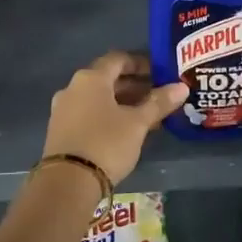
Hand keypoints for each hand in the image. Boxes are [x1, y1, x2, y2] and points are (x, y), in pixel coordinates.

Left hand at [42, 52, 186, 185]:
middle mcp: (73, 88)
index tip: (160, 73)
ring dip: (122, 103)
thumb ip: (159, 103)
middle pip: (107, 79)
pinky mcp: (60, 130)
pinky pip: (89, 114)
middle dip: (134, 86)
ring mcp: (63, 110)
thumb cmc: (106, 143)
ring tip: (147, 116)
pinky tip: (126, 131)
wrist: (67, 183)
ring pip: (98, 99)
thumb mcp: (137, 123)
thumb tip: (181, 87)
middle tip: (158, 96)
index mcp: (91, 78)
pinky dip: (108, 116)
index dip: (141, 63)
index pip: (118, 59)